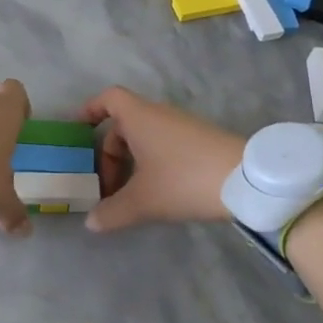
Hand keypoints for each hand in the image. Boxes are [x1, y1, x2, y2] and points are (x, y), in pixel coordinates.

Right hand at [79, 86, 244, 233]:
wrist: (245, 180)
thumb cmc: (184, 180)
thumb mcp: (143, 201)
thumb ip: (112, 212)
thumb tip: (91, 223)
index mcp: (139, 117)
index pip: (108, 99)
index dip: (90, 110)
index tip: (77, 130)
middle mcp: (159, 114)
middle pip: (124, 124)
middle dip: (109, 153)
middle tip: (104, 186)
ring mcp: (182, 125)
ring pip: (145, 136)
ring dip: (131, 160)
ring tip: (128, 193)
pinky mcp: (200, 140)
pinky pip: (164, 144)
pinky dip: (151, 162)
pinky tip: (156, 191)